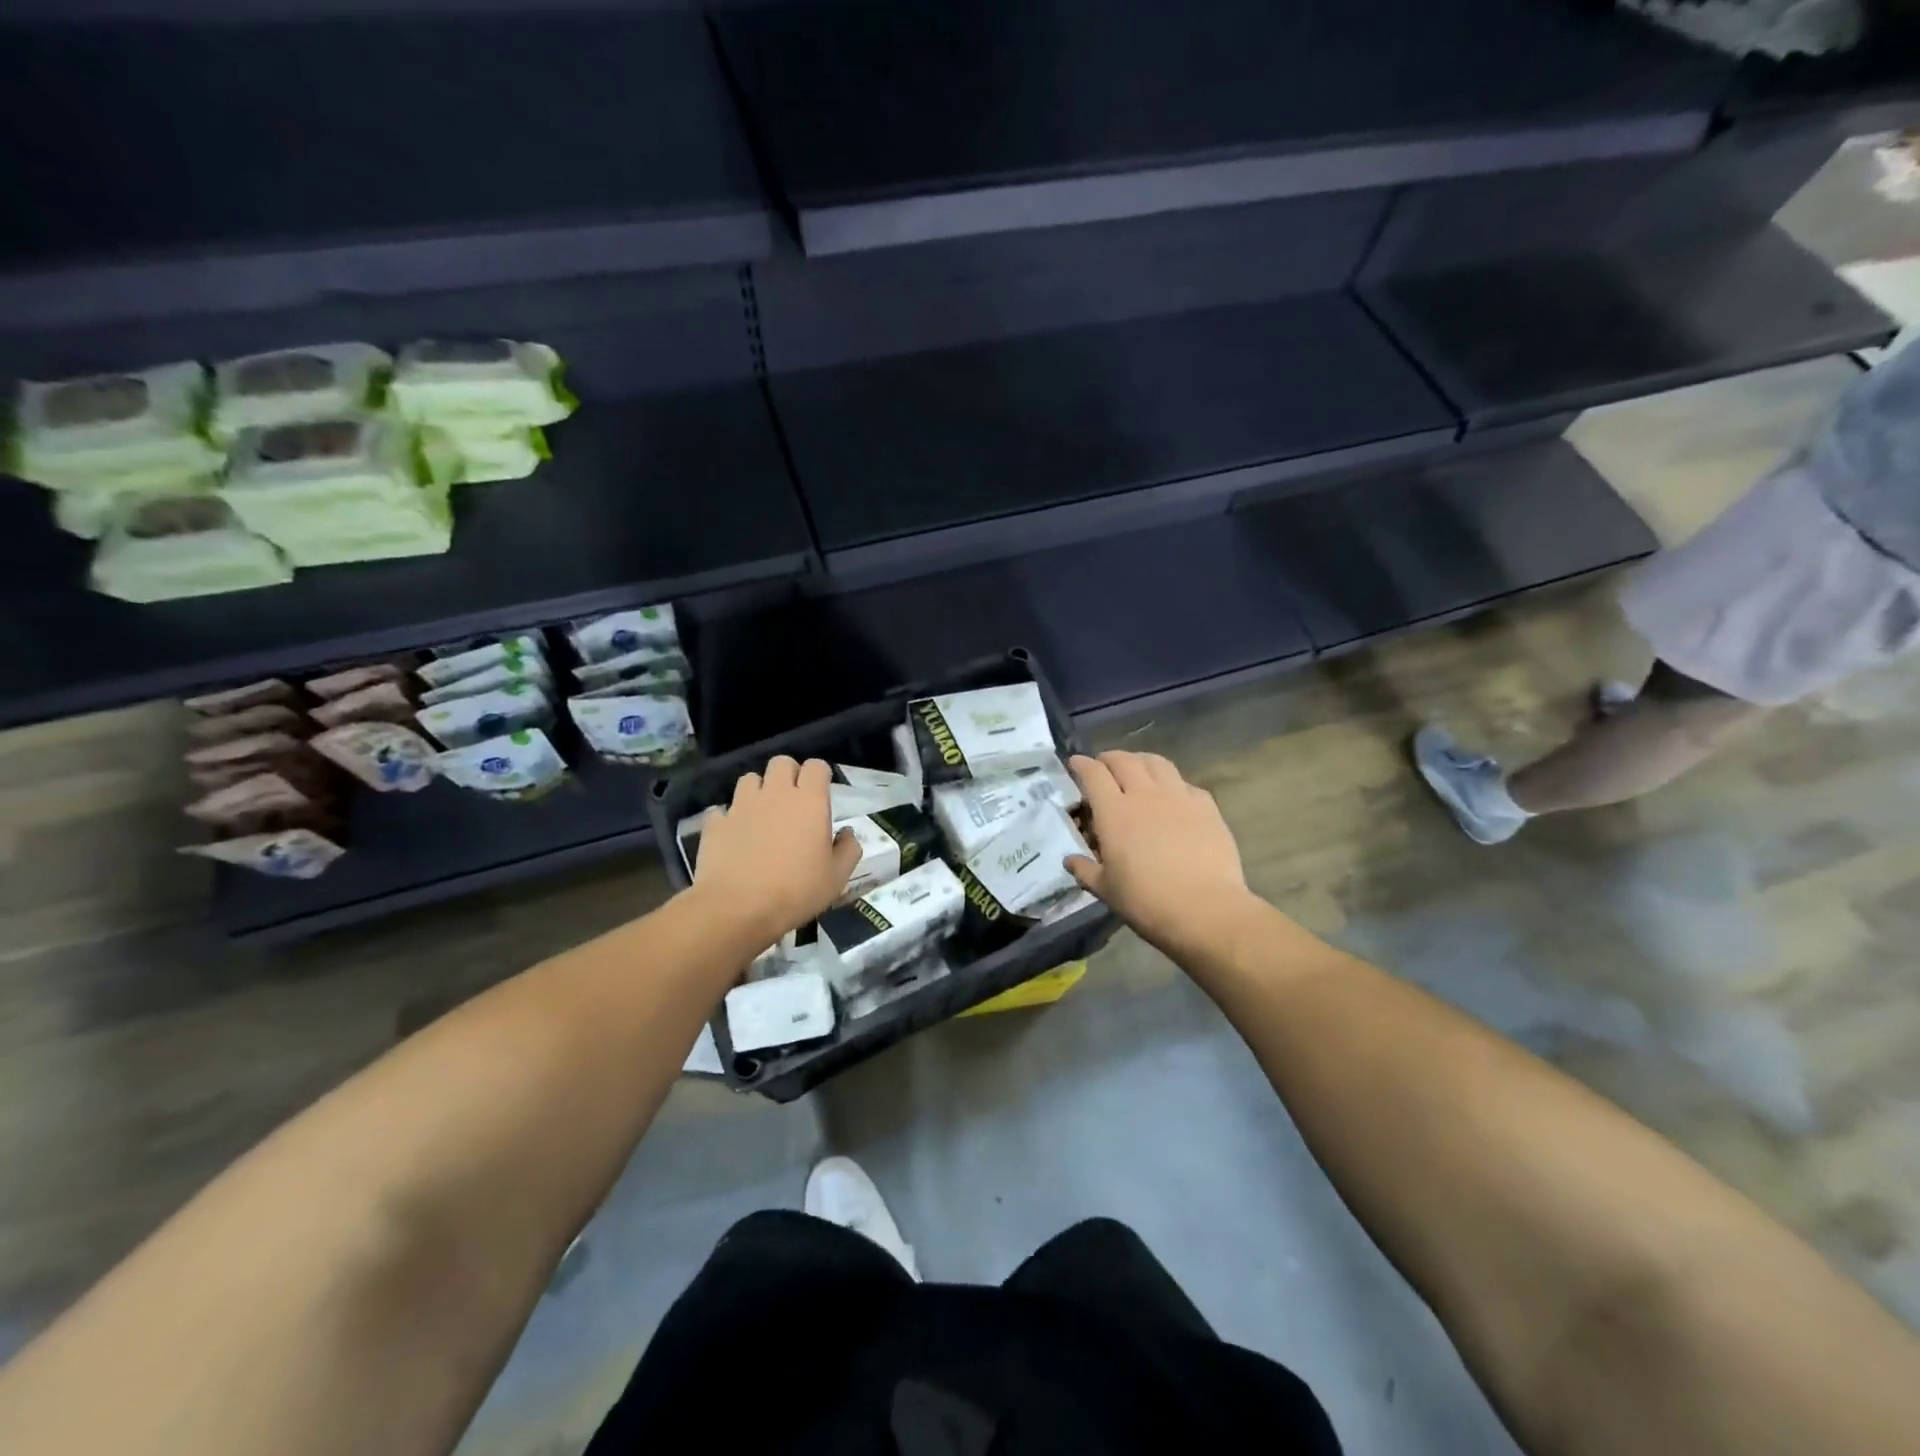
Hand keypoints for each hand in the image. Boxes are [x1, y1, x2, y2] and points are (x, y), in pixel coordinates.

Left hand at [689, 756, 861, 948]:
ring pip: (750, 779)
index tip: (822, 792)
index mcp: (809, 802)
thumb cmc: (796, 892)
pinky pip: (724, 809)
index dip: (820, 775)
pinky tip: (735, 836)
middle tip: (794, 799)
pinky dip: (731, 817)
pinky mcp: (716, 823)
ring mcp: (741, 805)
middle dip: (789, 774)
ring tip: (763, 814)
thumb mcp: (837, 878)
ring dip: (759, 791)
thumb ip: (848, 849)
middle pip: (781, 762)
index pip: (816, 767)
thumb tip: (847, 833)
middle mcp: (775, 794)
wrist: (738, 909)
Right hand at [1065, 751, 1252, 955]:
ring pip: (1157, 763)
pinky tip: (1172, 795)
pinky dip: (1172, 782)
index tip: (1075, 763)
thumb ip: (1085, 870)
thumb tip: (1070, 860)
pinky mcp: (1206, 807)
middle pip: (1124, 761)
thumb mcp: (1106, 890)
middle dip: (1109, 758)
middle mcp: (1144, 795)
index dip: (1081, 764)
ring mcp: (1178, 797)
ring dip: (1140, 760)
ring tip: (1136, 768)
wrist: (1205, 910)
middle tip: (1103, 765)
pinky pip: (1185, 783)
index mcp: (1114, 812)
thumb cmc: (1146, 901)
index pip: (1093, 774)